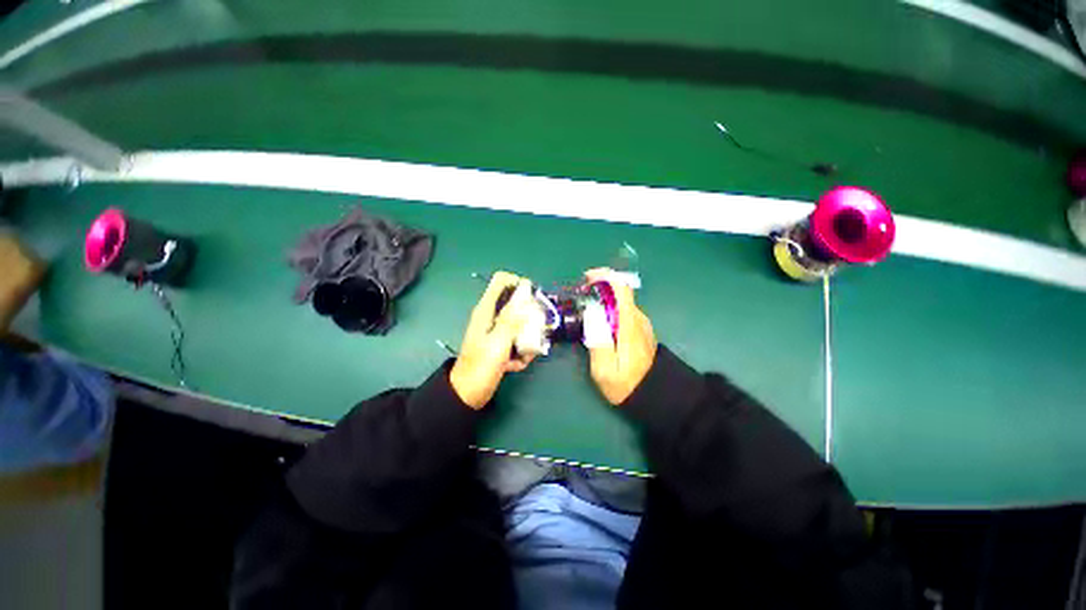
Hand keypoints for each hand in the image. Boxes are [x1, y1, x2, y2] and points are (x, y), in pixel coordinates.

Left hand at [450, 272, 537, 408]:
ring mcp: (497, 331)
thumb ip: (512, 320)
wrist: (469, 394)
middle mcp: (492, 316)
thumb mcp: (498, 342)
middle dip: (529, 316)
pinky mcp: (501, 344)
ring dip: (527, 338)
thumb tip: (525, 298)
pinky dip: (520, 352)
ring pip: (520, 324)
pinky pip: (517, 340)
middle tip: (536, 330)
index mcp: (486, 310)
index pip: (501, 281)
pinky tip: (515, 364)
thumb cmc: (481, 367)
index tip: (533, 296)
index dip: (518, 283)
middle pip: (515, 303)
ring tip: (524, 354)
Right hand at [584, 268, 656, 405]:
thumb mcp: (604, 369)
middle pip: (620, 292)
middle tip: (580, 296)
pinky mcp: (639, 329)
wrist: (654, 394)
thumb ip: (597, 339)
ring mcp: (640, 323)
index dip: (604, 277)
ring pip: (620, 301)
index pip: (622, 289)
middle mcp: (637, 319)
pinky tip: (598, 320)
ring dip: (602, 298)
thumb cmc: (626, 384)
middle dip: (598, 287)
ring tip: (585, 309)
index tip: (587, 278)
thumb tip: (591, 312)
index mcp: (629, 325)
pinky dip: (608, 308)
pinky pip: (623, 311)